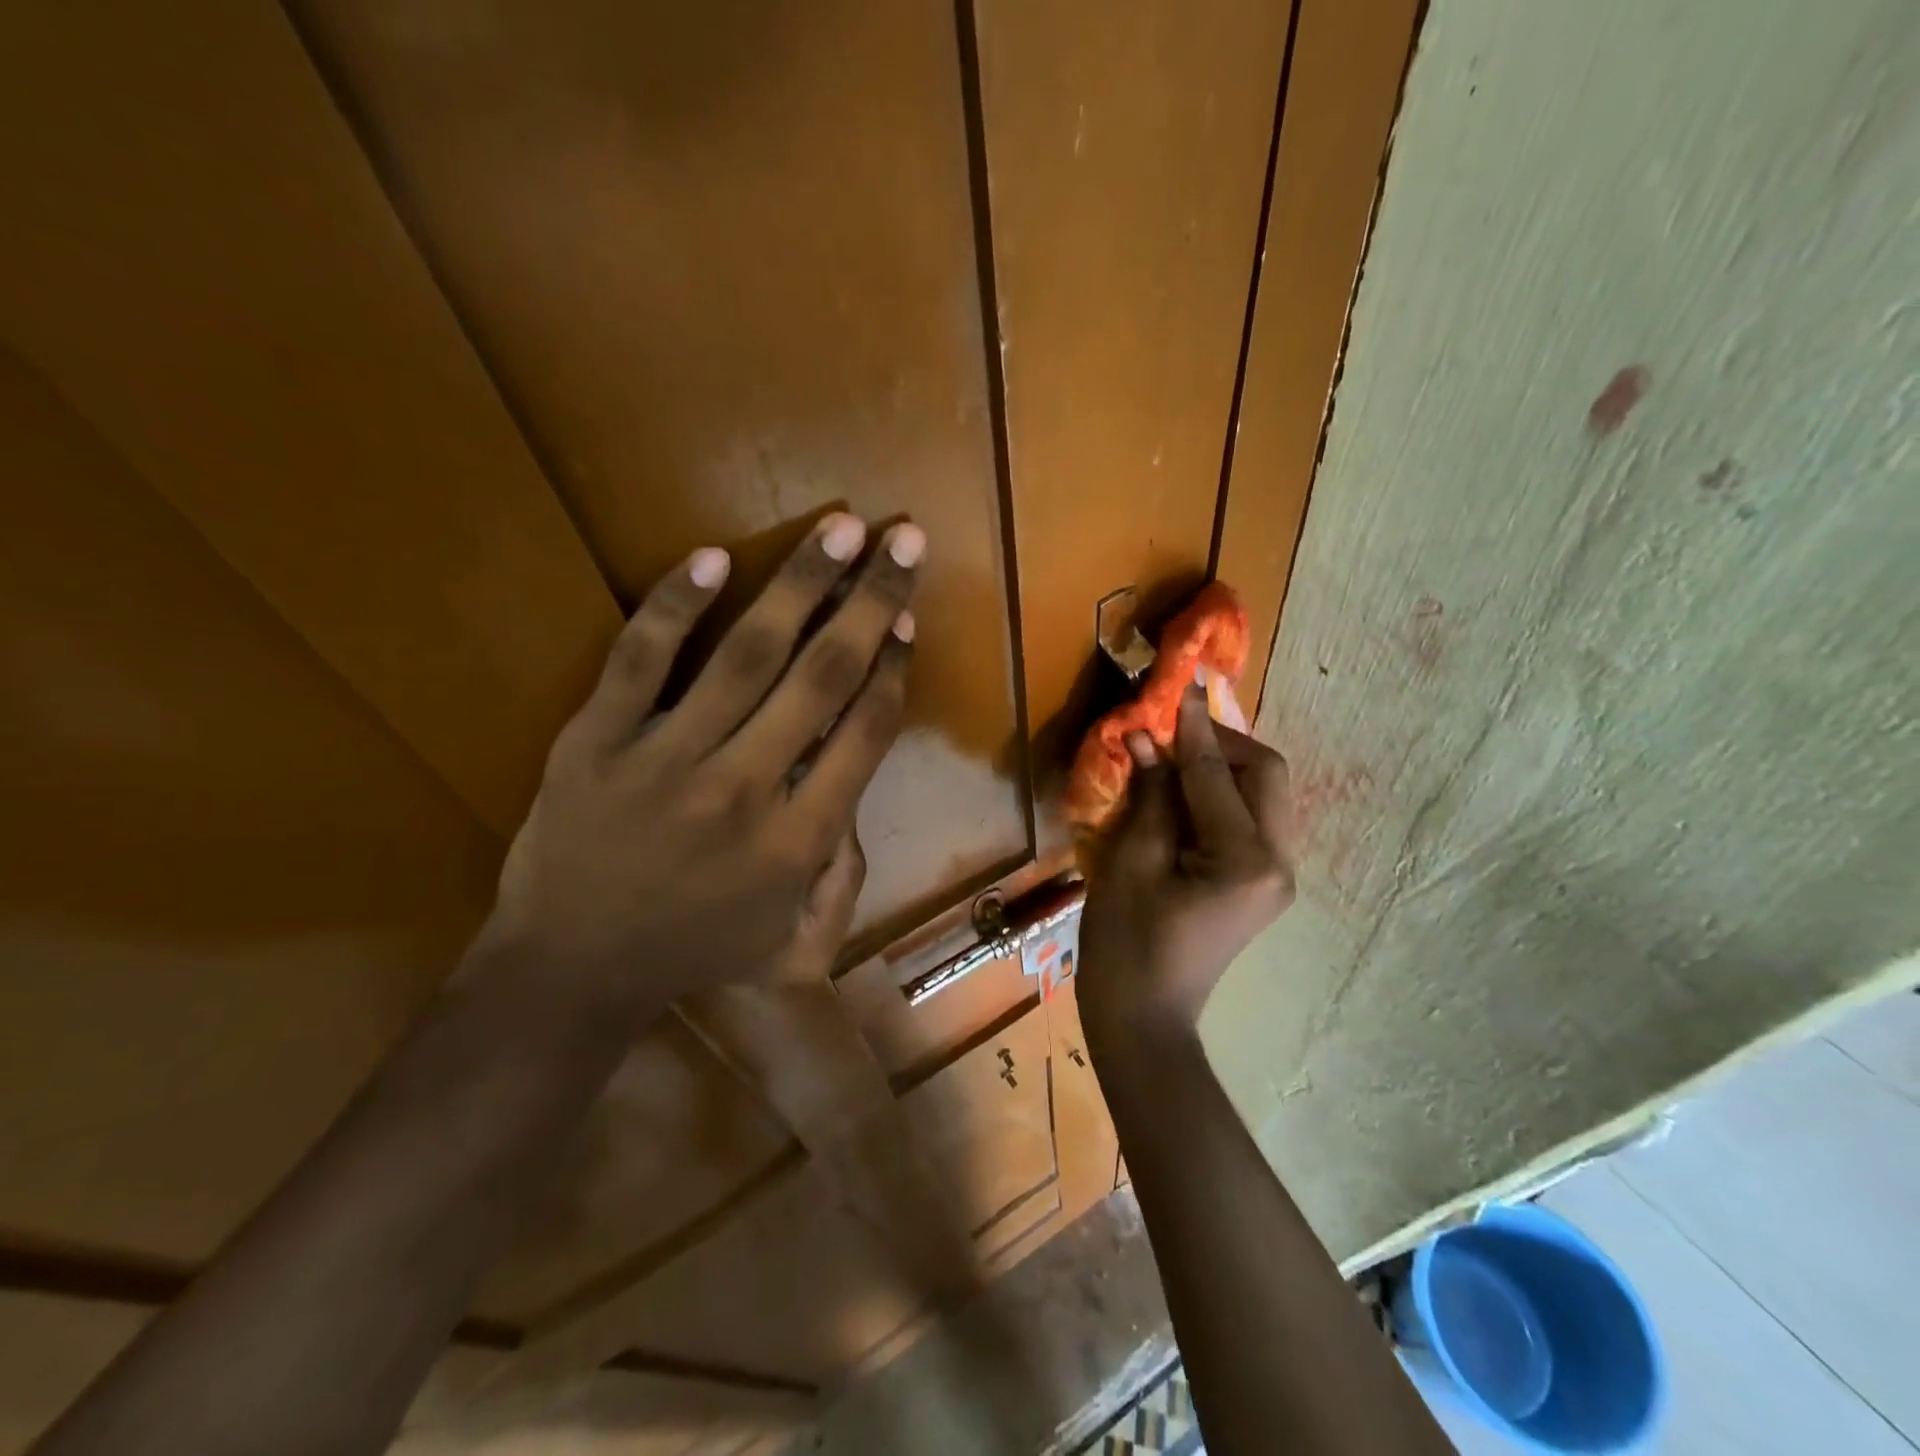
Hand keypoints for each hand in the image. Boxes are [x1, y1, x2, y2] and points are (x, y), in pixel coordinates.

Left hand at [485, 513, 920, 1008]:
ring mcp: (665, 759)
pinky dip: (674, 606)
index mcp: (798, 840)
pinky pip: (638, 661)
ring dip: (801, 584)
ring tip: (840, 527)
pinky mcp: (595, 741)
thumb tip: (857, 804)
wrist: (569, 970)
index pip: (864, 732)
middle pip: (822, 678)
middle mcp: (745, 789)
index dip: (893, 670)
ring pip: (747, 655)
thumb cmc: (693, 954)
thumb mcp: (795, 948)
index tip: (908, 622)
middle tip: (904, 540)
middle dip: (872, 603)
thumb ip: (845, 883)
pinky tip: (712, 556)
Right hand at [1077, 685, 1294, 1047]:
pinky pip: (1251, 820)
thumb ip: (1150, 795)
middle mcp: (1279, 863)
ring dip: (1223, 768)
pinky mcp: (1262, 884)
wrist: (1144, 1018)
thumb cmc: (1126, 944)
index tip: (1181, 687)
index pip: (1219, 774)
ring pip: (1264, 795)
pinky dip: (1221, 797)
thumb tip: (1148, 738)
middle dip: (1222, 744)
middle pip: (1266, 775)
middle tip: (1172, 733)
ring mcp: (1277, 877)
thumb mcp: (1130, 861)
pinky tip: (1183, 796)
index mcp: (1246, 859)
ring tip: (1173, 761)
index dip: (1194, 728)